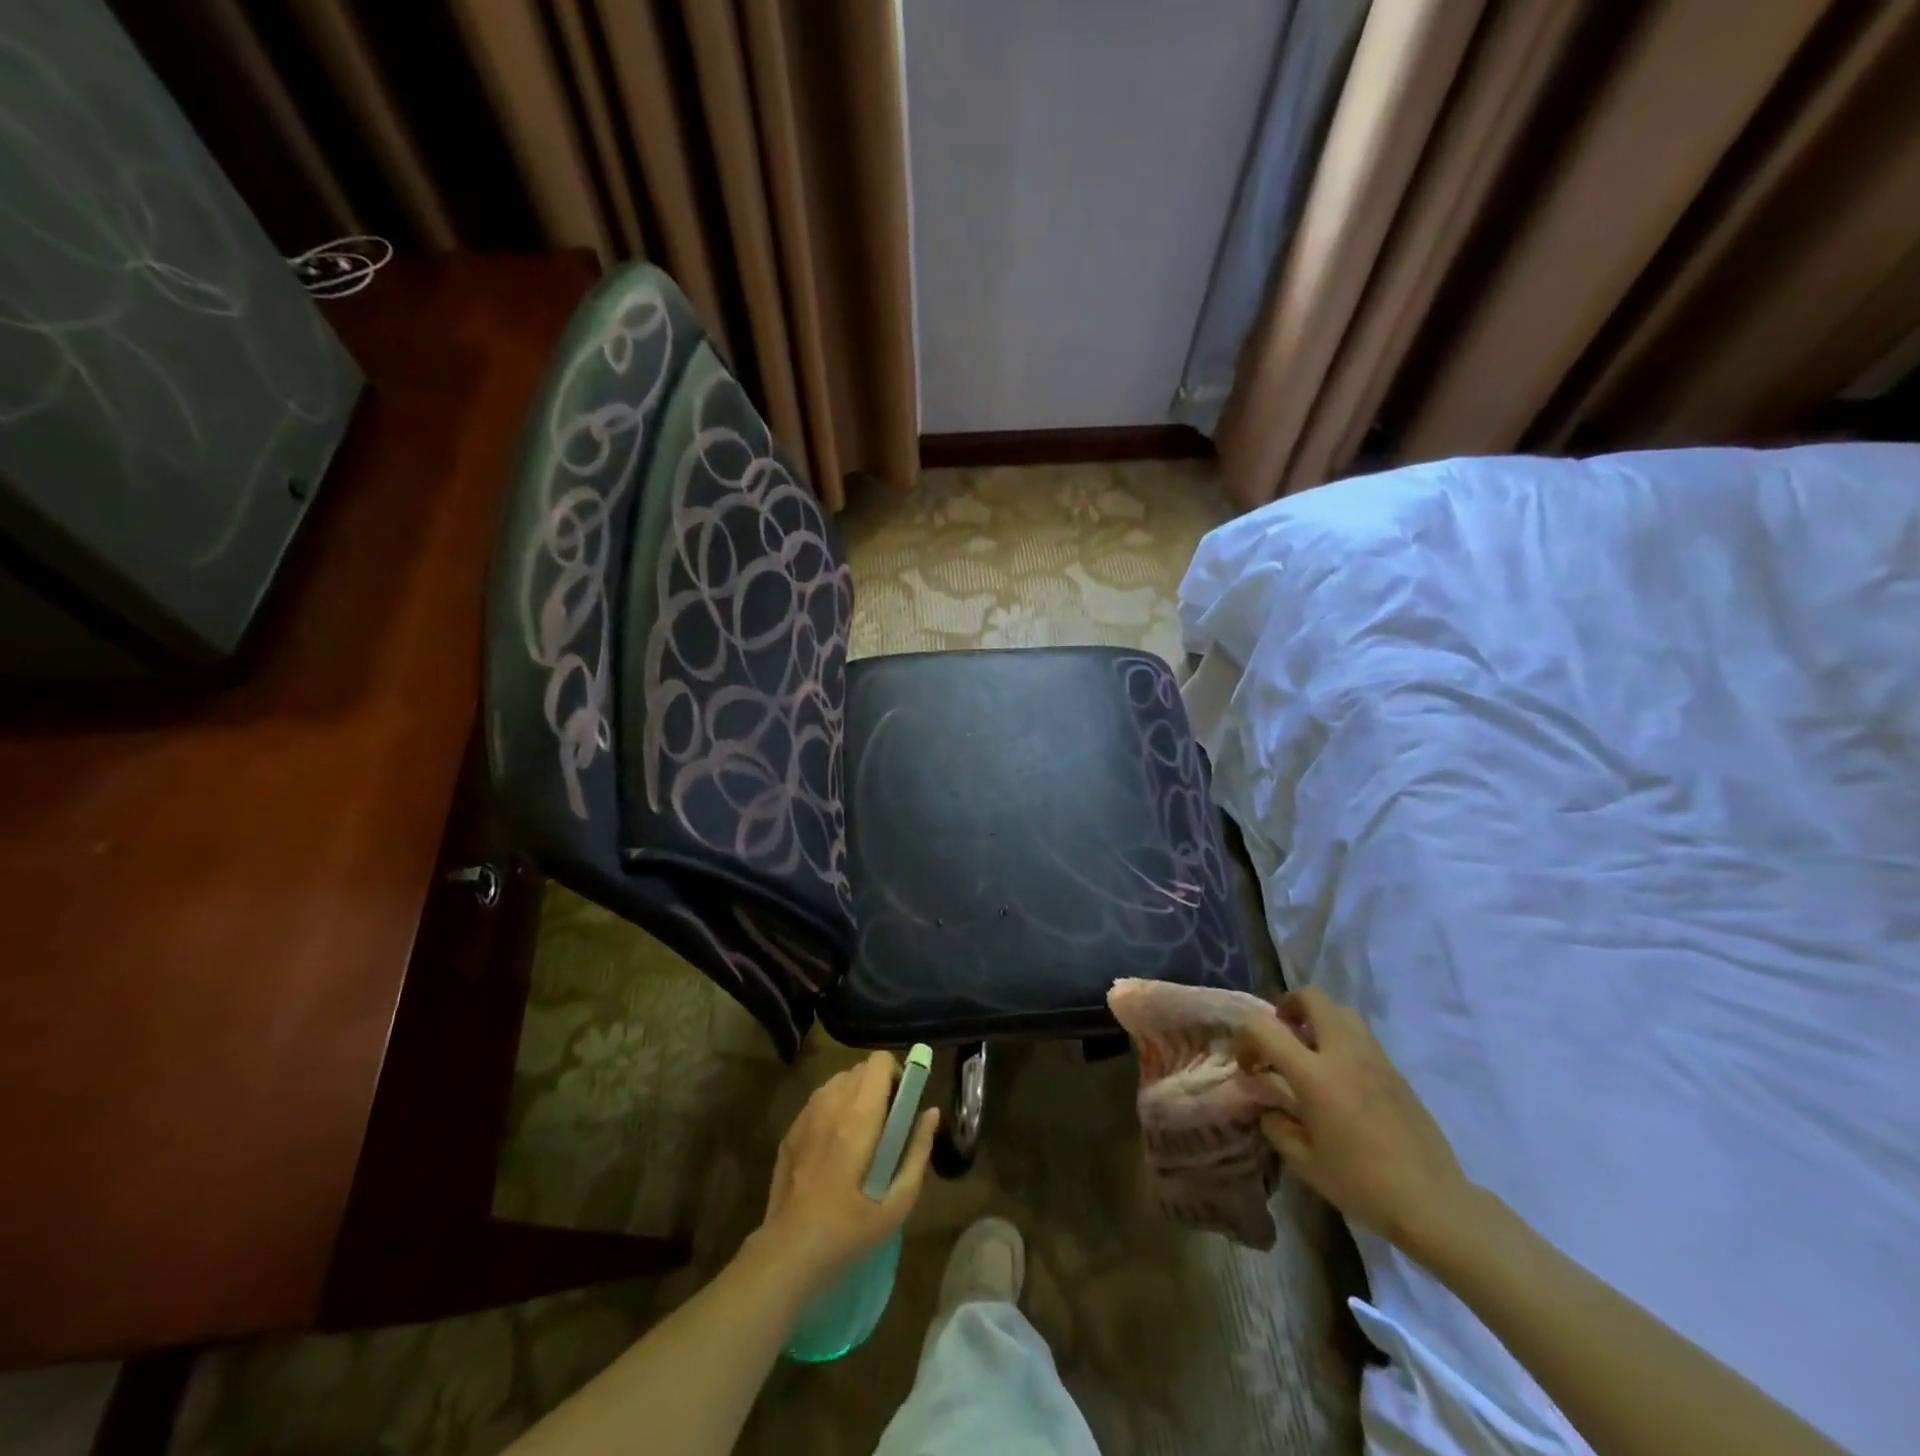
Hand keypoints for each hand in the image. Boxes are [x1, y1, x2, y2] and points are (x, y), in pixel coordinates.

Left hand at [754, 1052, 939, 1293]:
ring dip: (854, 1095)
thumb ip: (918, 1151)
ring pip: (838, 1082)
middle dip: (878, 1085)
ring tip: (860, 1135)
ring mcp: (806, 1115)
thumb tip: (931, 1113)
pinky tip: (834, 1149)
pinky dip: (833, 1110)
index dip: (896, 1074)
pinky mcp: (790, 1130)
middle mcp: (831, 1104)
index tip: (902, 1102)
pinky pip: (819, 1101)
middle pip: (860, 1068)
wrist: (789, 1252)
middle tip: (885, 1123)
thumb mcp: (897, 1202)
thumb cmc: (849, 1230)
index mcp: (859, 1116)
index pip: (879, 1062)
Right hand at [1234, 987, 1474, 1257]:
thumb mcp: (1305, 1162)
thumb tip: (1267, 1106)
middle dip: (1287, 1006)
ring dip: (1317, 1019)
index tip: (1248, 1064)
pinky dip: (1341, 1039)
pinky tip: (1340, 1076)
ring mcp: (1375, 1057)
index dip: (1245, 1037)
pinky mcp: (1395, 1069)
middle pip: (1311, 997)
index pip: (1264, 1027)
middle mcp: (1344, 1053)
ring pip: (1340, 1010)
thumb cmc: (1363, 1184)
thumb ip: (1276, 1125)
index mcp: (1315, 1075)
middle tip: (1281, 1036)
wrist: (1434, 1204)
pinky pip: (1361, 1035)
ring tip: (1310, 1051)